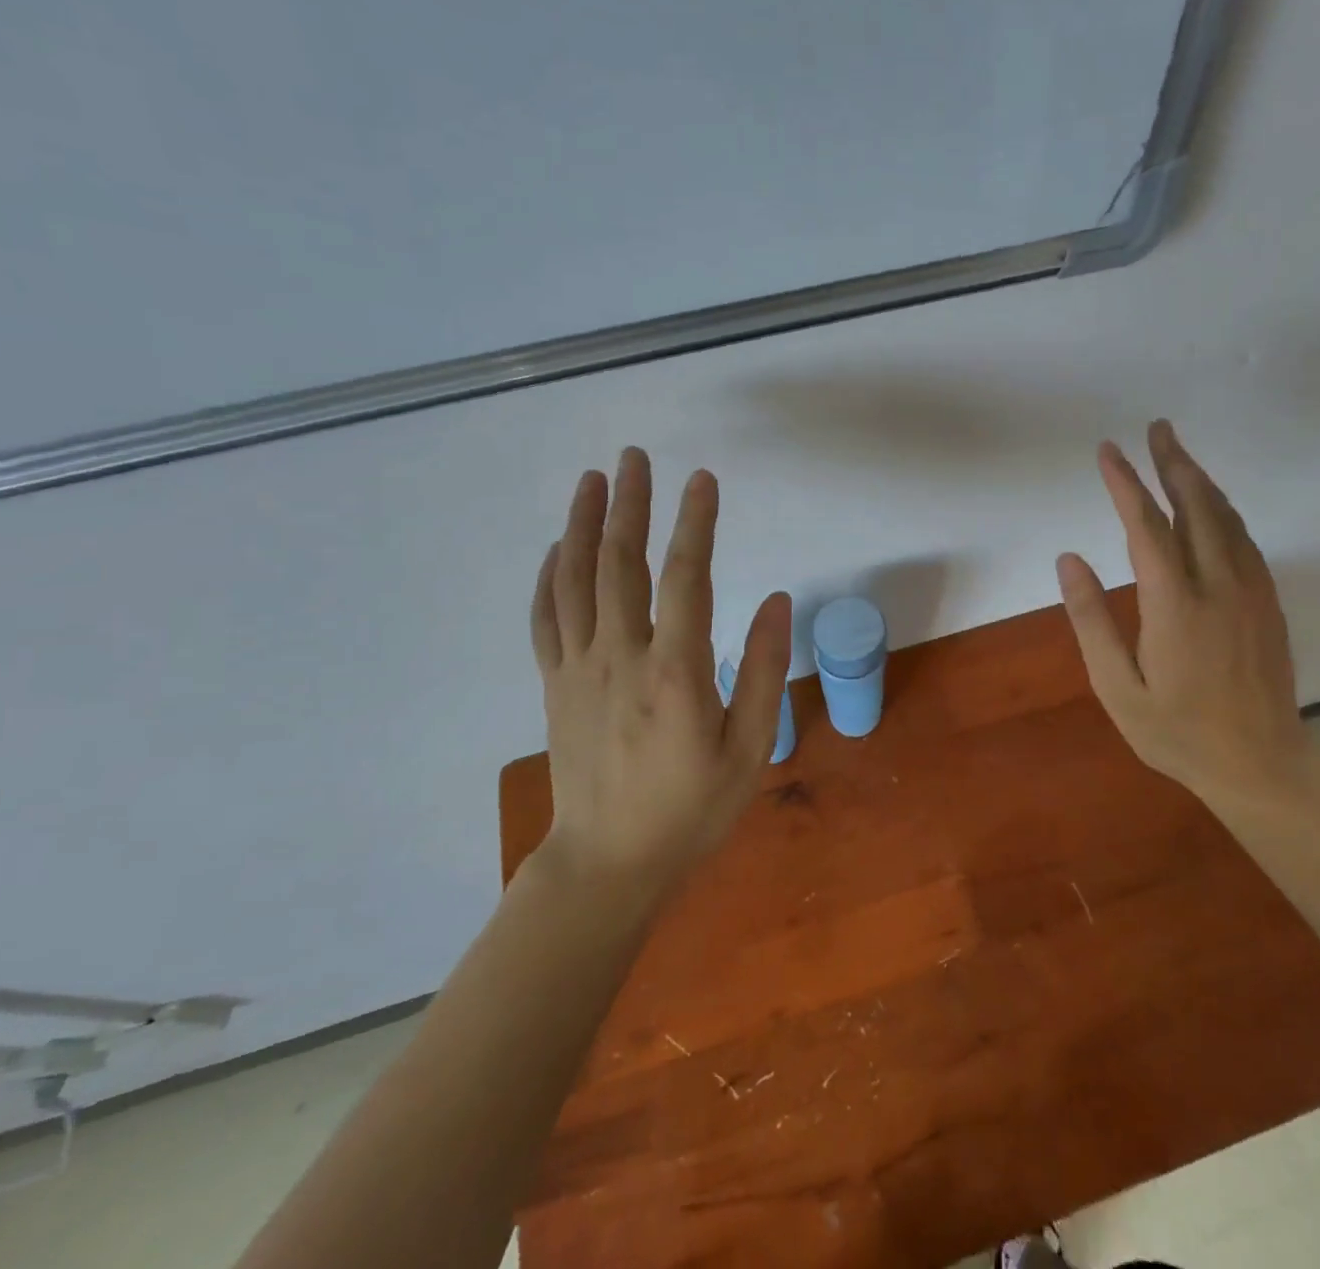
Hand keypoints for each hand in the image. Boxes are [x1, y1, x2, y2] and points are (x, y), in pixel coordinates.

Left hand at [529, 448, 791, 883]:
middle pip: (620, 563)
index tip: (703, 479)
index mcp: (675, 672)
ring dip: (582, 524)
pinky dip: (549, 576)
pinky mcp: (554, 685)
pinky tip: (555, 549)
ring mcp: (578, 669)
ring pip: (575, 581)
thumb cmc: (690, 810)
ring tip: (592, 480)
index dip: (695, 522)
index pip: (687, 577)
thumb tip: (774, 599)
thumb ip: (760, 671)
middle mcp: (621, 657)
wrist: (607, 863)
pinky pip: (545, 618)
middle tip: (634, 457)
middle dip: (629, 503)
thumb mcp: (749, 750)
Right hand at [1055, 419, 1318, 805]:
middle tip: (1157, 429)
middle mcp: (1219, 586)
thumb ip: (1091, 621)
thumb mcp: (1117, 687)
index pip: (1146, 526)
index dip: (1125, 483)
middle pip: (1197, 507)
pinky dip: (1223, 511)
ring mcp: (1251, 592)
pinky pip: (1244, 541)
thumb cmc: (1177, 732)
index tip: (1107, 451)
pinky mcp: (1268, 603)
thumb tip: (1069, 560)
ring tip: (1178, 455)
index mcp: (1176, 605)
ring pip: (1227, 519)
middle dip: (1174, 463)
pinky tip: (1211, 507)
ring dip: (1201, 481)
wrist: (1262, 765)